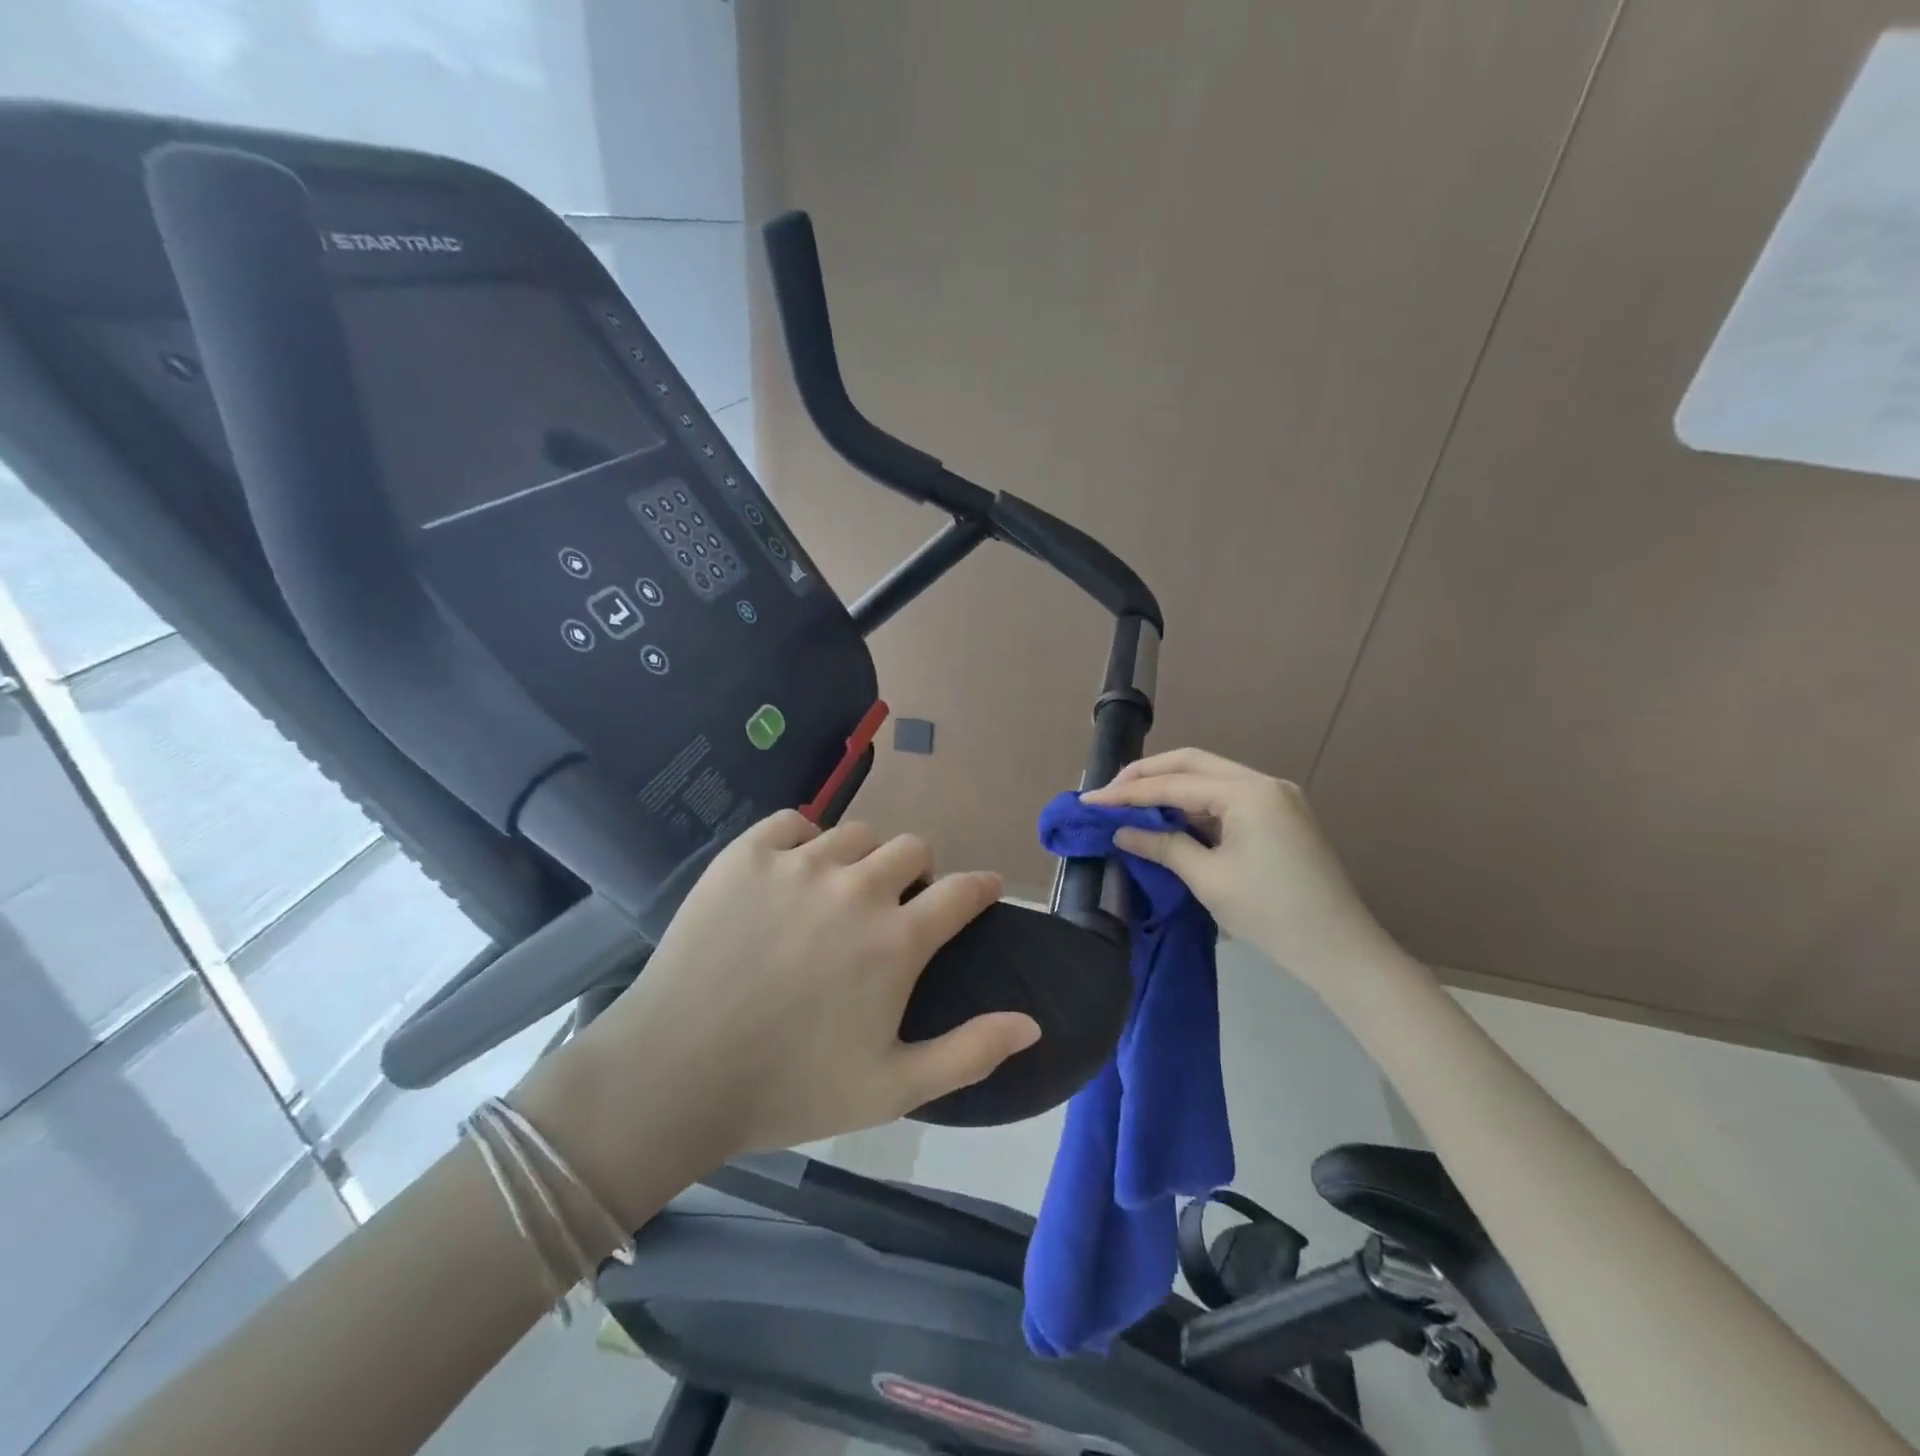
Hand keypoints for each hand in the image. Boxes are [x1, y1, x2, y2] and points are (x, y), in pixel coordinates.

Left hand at [519, 812, 1039, 1218]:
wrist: (674, 1074)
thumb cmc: (790, 1087)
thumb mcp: (893, 1088)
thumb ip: (970, 1052)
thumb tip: (1033, 1022)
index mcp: (897, 939)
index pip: (962, 890)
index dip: (982, 886)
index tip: (985, 889)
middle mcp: (857, 886)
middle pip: (912, 849)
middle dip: (917, 874)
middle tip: (895, 906)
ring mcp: (799, 863)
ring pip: (856, 834)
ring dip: (863, 858)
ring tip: (840, 892)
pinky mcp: (747, 853)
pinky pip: (795, 822)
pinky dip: (805, 839)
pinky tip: (793, 872)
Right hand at [1082, 748, 1400, 994]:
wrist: (1341, 950)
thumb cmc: (1272, 914)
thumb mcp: (1209, 880)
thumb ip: (1163, 845)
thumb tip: (1122, 830)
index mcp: (1248, 793)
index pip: (1174, 784)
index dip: (1128, 792)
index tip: (1091, 801)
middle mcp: (1264, 783)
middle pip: (1193, 764)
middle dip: (1148, 776)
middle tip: (1110, 792)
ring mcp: (1276, 798)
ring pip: (1211, 778)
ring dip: (1171, 789)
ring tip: (1132, 806)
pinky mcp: (1281, 816)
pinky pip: (1228, 798)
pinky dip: (1196, 806)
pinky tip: (1171, 820)